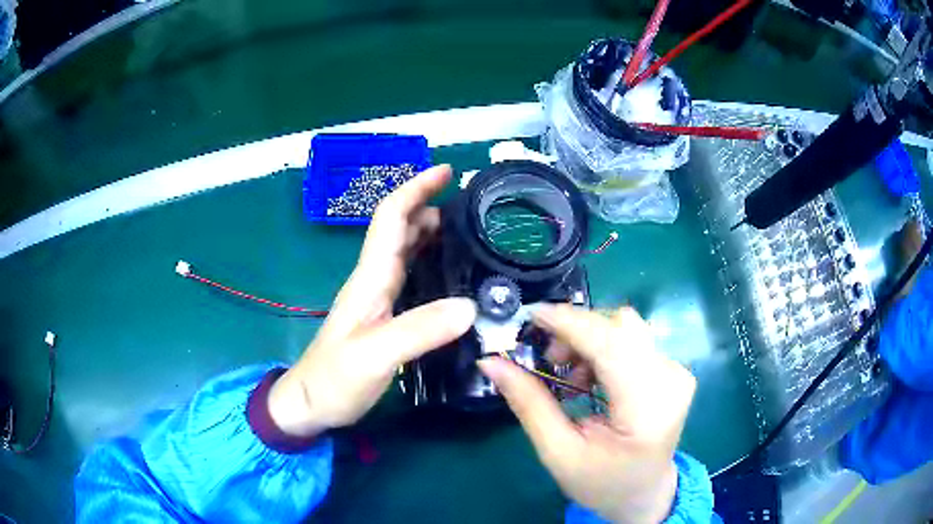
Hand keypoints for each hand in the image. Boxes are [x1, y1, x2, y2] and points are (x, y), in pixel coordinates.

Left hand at [268, 165, 476, 437]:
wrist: (312, 403)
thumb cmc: (336, 379)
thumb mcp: (376, 356)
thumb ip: (419, 330)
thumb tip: (469, 305)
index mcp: (370, 278)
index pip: (390, 218)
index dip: (415, 189)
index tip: (445, 171)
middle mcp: (373, 279)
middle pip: (398, 227)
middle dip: (427, 203)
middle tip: (469, 203)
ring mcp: (376, 297)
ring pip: (404, 249)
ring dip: (429, 230)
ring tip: (466, 228)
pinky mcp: (382, 314)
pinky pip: (408, 274)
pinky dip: (429, 259)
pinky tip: (449, 270)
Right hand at [478, 305, 695, 523]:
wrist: (643, 493)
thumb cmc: (601, 482)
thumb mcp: (558, 453)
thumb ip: (529, 404)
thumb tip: (491, 361)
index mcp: (649, 409)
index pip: (612, 346)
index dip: (570, 323)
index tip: (531, 315)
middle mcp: (671, 380)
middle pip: (622, 327)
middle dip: (577, 331)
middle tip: (548, 358)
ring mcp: (677, 372)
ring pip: (626, 328)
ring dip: (590, 339)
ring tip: (570, 377)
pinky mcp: (673, 369)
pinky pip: (633, 340)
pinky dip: (603, 348)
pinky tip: (590, 379)